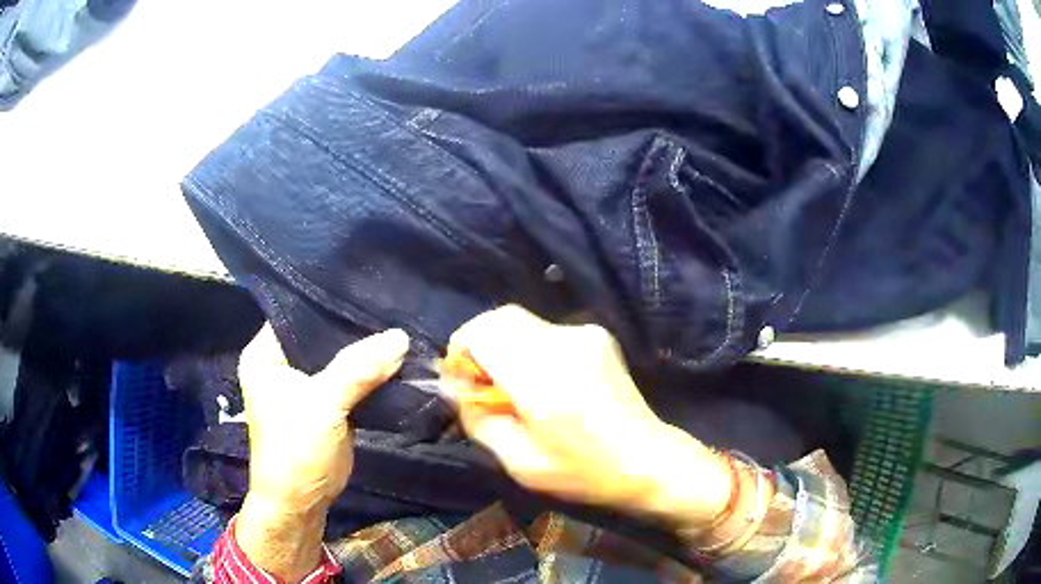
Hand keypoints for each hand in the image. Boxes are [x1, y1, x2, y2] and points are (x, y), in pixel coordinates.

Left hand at [235, 324, 408, 580]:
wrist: (302, 501)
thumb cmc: (295, 449)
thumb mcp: (322, 405)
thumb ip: (358, 369)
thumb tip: (400, 336)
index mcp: (266, 354)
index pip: (297, 311)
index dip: (327, 299)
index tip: (365, 284)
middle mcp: (283, 363)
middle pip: (321, 334)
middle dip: (352, 324)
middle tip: (389, 302)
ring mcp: (307, 383)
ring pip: (339, 356)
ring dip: (365, 349)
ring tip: (398, 322)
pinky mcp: (328, 402)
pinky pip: (352, 377)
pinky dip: (370, 371)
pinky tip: (395, 355)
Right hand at [445, 306, 731, 526]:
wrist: (646, 459)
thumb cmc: (582, 471)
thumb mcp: (519, 462)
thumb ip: (478, 420)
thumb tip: (455, 388)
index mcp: (543, 377)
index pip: (482, 332)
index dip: (460, 351)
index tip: (462, 382)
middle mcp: (564, 343)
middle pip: (500, 317)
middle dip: (479, 344)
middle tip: (481, 384)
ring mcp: (584, 335)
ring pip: (522, 321)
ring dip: (504, 346)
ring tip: (512, 387)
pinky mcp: (597, 335)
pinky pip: (545, 331)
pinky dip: (529, 347)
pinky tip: (543, 383)